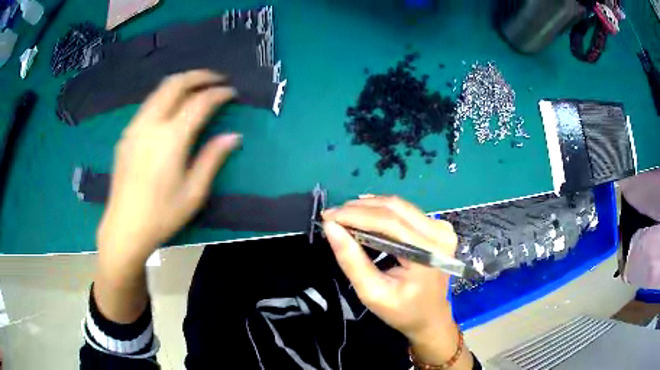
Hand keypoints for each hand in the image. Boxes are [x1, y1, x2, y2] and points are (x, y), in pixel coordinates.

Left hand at [97, 70, 240, 268]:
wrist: (124, 228)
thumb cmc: (162, 215)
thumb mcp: (194, 193)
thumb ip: (212, 159)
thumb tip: (233, 136)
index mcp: (171, 138)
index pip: (199, 102)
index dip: (219, 93)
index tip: (232, 93)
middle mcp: (151, 124)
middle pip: (176, 84)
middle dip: (199, 76)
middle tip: (216, 79)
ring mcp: (135, 127)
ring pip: (159, 90)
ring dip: (181, 83)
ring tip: (197, 88)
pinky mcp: (126, 135)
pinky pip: (149, 104)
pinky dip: (165, 97)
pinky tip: (172, 109)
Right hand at [323, 196, 468, 365]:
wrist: (431, 317)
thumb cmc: (403, 311)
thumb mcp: (373, 293)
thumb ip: (352, 261)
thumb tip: (331, 227)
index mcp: (428, 252)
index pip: (388, 222)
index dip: (355, 215)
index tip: (328, 216)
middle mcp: (439, 233)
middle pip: (394, 208)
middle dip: (359, 208)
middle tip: (332, 215)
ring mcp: (441, 227)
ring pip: (399, 206)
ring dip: (368, 207)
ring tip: (344, 215)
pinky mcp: (437, 227)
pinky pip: (405, 211)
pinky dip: (381, 211)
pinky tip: (364, 215)